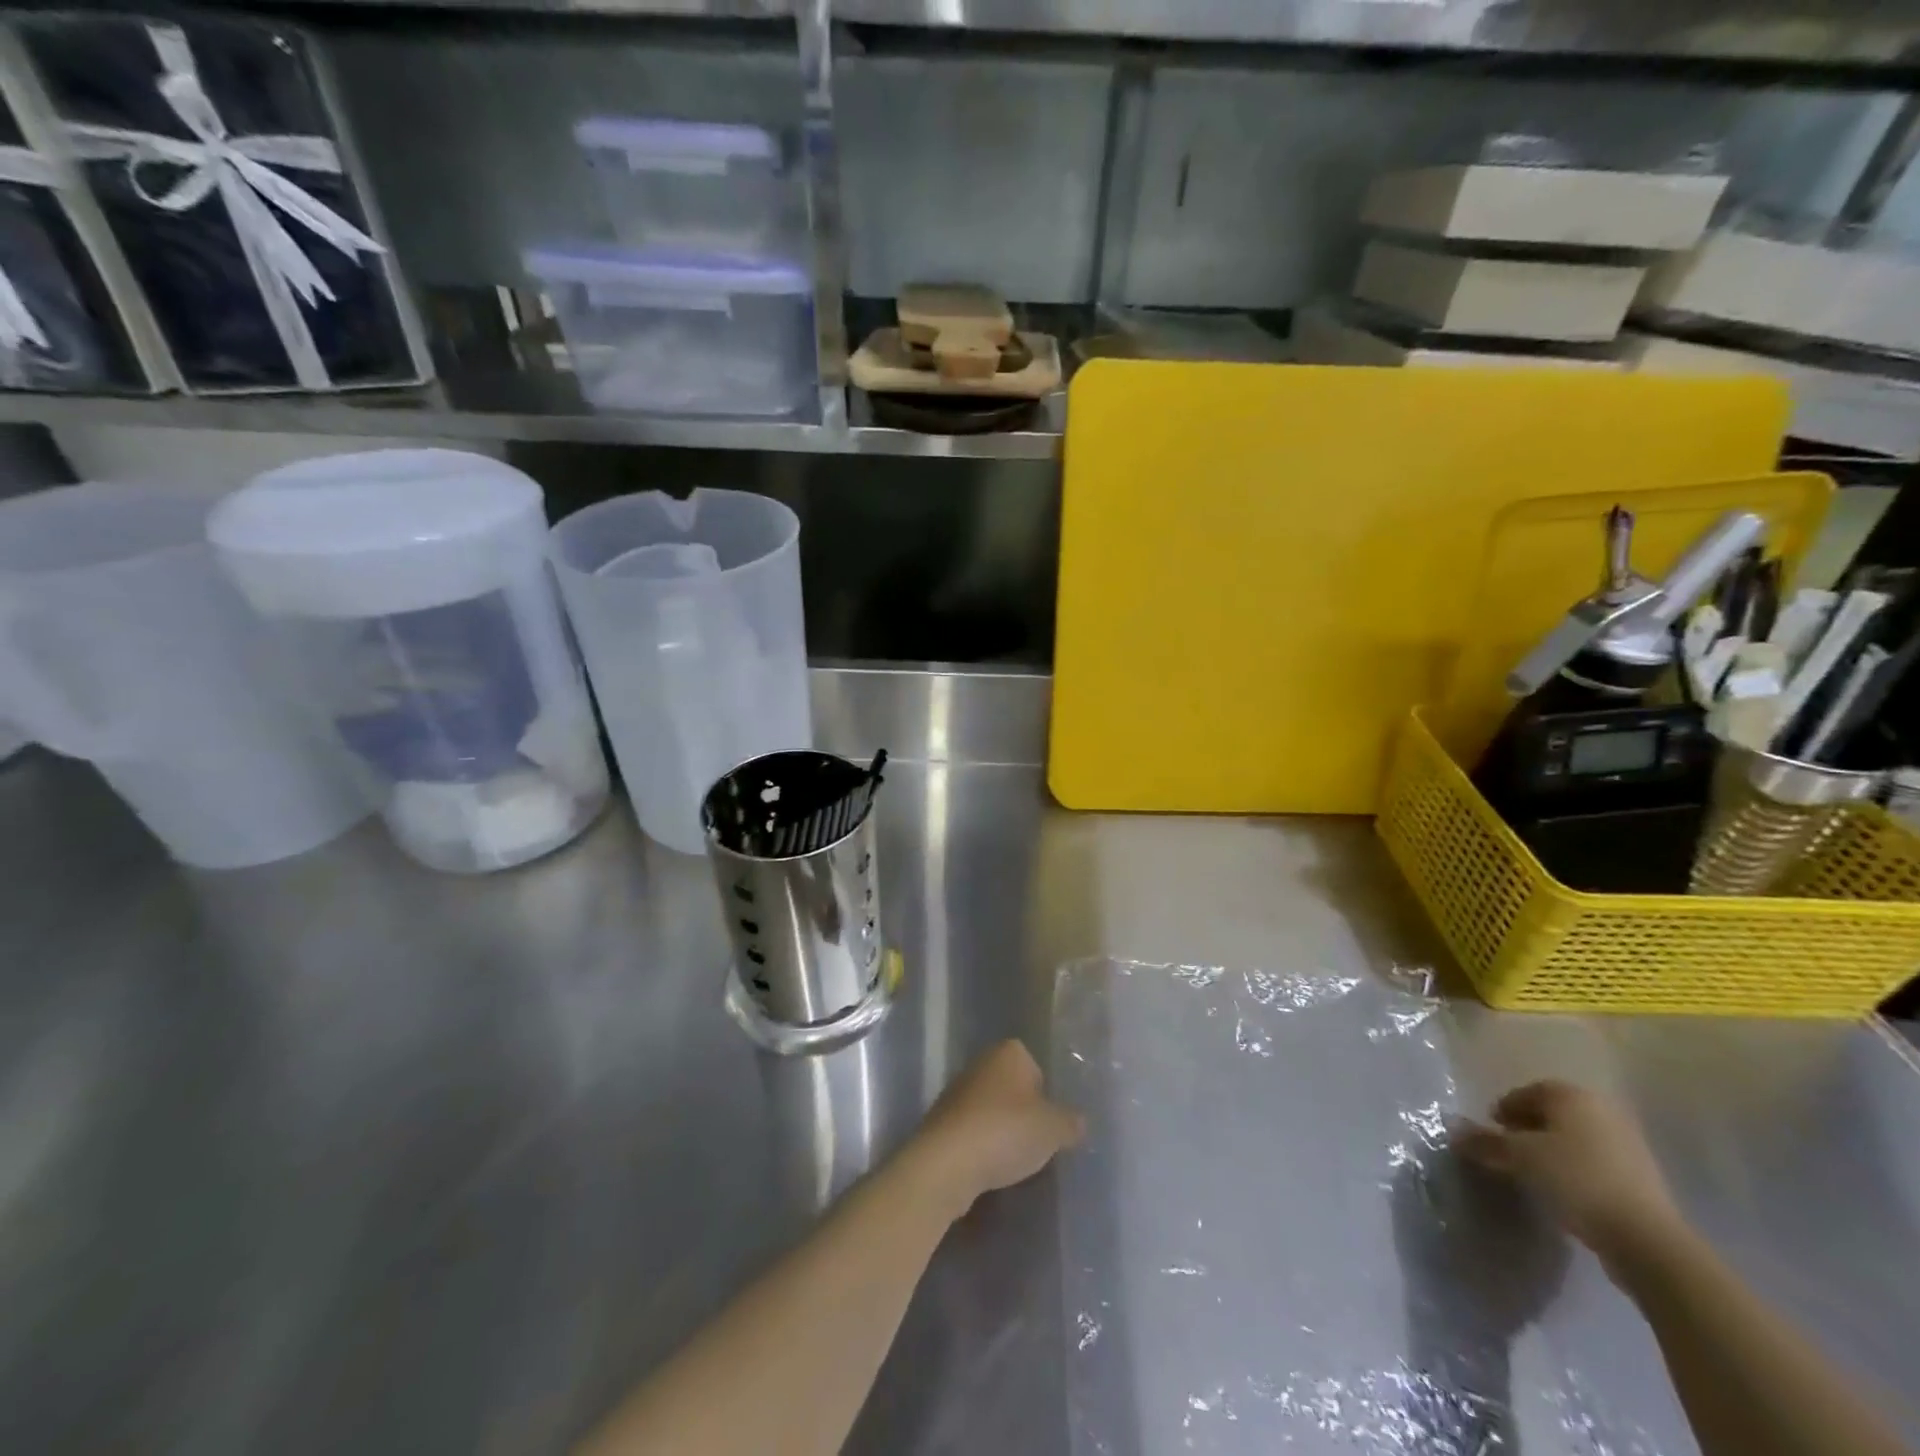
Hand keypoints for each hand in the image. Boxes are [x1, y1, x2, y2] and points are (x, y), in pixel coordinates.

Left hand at [900, 1040, 1084, 1220]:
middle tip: (1037, 1144)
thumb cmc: (1006, 1131)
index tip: (1051, 1123)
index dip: (1047, 1096)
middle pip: (1014, 1089)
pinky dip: (983, 1147)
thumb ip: (1071, 1122)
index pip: (1037, 1067)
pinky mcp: (943, 1120)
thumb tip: (1078, 1122)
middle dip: (1025, 1114)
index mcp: (1009, 1052)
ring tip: (1014, 1162)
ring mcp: (958, 1090)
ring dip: (1003, 1132)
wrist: (947, 1162)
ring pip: (993, 1111)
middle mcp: (981, 1062)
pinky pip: (974, 1131)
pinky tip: (990, 1168)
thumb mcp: (1053, 1129)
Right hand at [1457, 1080, 1686, 1272]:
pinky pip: (1594, 1163)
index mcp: (1571, 1096)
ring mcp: (1627, 1144)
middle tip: (1507, 1153)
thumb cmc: (1575, 1180)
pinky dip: (1574, 1171)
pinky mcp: (1641, 1178)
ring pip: (1573, 1140)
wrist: (1647, 1240)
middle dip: (1526, 1130)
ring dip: (1551, 1152)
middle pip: (1551, 1114)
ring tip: (1533, 1176)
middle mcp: (1601, 1111)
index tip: (1490, 1133)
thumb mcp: (1518, 1157)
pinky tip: (1564, 1193)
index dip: (1503, 1110)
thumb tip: (1453, 1130)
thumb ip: (1484, 1141)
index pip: (1525, 1092)